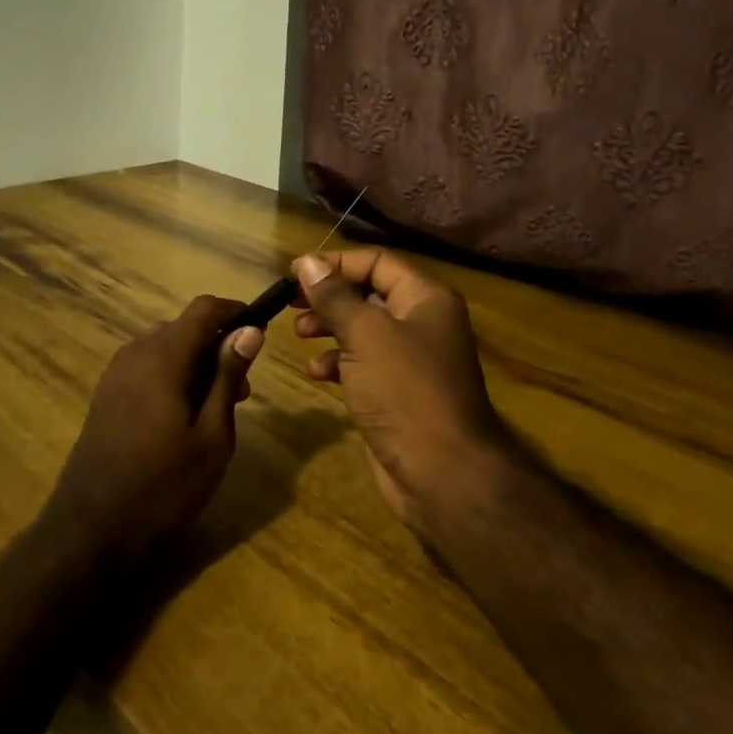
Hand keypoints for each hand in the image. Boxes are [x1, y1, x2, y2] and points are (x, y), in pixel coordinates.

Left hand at [44, 296, 264, 562]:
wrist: (92, 528)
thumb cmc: (164, 484)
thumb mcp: (212, 435)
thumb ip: (227, 376)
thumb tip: (250, 330)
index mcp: (163, 355)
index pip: (204, 309)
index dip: (235, 312)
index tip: (259, 333)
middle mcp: (136, 352)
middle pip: (184, 327)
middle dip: (218, 345)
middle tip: (243, 390)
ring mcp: (116, 372)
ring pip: (165, 346)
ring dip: (195, 361)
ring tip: (216, 407)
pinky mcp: (106, 392)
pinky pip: (147, 365)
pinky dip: (172, 374)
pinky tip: (182, 415)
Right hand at [293, 250, 508, 537]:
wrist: (442, 473)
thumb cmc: (405, 391)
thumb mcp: (365, 335)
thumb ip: (334, 296)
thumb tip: (306, 260)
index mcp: (425, 298)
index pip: (376, 261)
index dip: (335, 263)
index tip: (294, 273)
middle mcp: (422, 321)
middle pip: (368, 292)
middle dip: (328, 296)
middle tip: (291, 303)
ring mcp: (411, 358)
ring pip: (362, 328)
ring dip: (329, 327)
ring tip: (299, 334)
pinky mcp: (398, 390)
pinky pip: (363, 362)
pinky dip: (338, 361)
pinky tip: (317, 372)